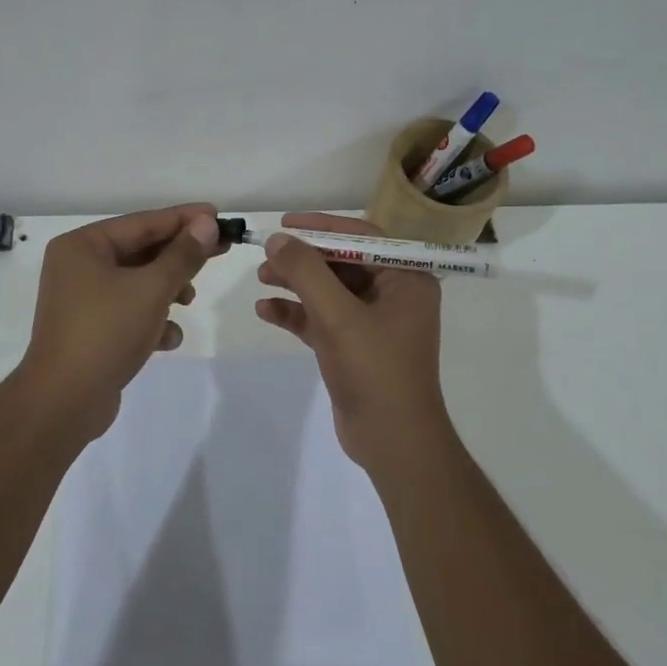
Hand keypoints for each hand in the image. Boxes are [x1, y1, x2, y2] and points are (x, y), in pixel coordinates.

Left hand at [18, 203, 222, 436]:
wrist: (65, 402)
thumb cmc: (106, 332)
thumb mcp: (151, 289)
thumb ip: (182, 255)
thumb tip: (206, 223)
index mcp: (83, 246)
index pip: (142, 222)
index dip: (183, 218)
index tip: (218, 215)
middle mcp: (78, 266)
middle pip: (141, 251)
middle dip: (178, 258)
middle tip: (221, 251)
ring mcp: (83, 300)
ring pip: (138, 283)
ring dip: (167, 290)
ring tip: (188, 301)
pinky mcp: (92, 329)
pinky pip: (129, 312)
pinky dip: (151, 320)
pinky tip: (167, 339)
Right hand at [254, 212, 450, 472]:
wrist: (393, 442)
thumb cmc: (375, 370)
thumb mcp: (338, 316)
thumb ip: (306, 272)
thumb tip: (278, 239)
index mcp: (406, 278)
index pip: (361, 237)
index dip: (321, 227)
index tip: (285, 223)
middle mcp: (393, 295)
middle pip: (341, 263)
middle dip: (303, 259)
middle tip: (266, 256)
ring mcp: (373, 323)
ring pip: (328, 291)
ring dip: (295, 284)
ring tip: (260, 279)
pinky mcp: (354, 347)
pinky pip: (322, 319)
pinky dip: (296, 314)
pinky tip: (266, 311)